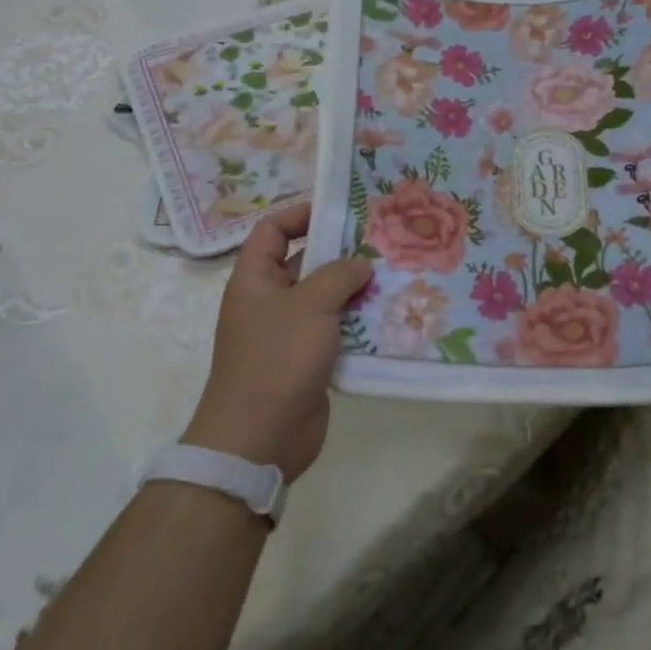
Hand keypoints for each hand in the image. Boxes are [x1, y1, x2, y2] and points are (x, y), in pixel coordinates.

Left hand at [183, 203, 372, 483]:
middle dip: (341, 252)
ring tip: (396, 273)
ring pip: (326, 298)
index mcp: (255, 279)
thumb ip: (338, 275)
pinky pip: (337, 330)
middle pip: (305, 262)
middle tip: (383, 240)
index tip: (341, 210)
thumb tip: (360, 264)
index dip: (301, 214)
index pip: (273, 230)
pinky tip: (392, 314)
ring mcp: (289, 332)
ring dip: (356, 289)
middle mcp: (270, 301)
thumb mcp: (309, 305)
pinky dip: (360, 322)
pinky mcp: (309, 360)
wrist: (259, 439)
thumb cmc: (276, 359)